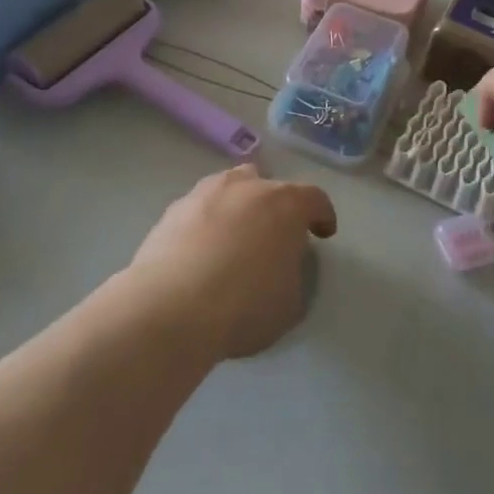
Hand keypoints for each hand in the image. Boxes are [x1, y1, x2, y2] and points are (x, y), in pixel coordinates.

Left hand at [131, 165, 337, 359]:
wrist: (169, 309)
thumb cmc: (244, 305)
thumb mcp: (290, 302)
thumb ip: (292, 274)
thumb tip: (280, 267)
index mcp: (285, 204)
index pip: (314, 199)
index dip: (323, 216)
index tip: (324, 233)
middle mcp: (246, 187)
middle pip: (267, 184)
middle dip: (274, 206)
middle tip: (274, 234)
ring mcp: (204, 194)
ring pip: (228, 189)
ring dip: (236, 207)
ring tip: (234, 236)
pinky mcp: (170, 212)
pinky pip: (197, 211)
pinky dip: (204, 225)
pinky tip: (200, 253)